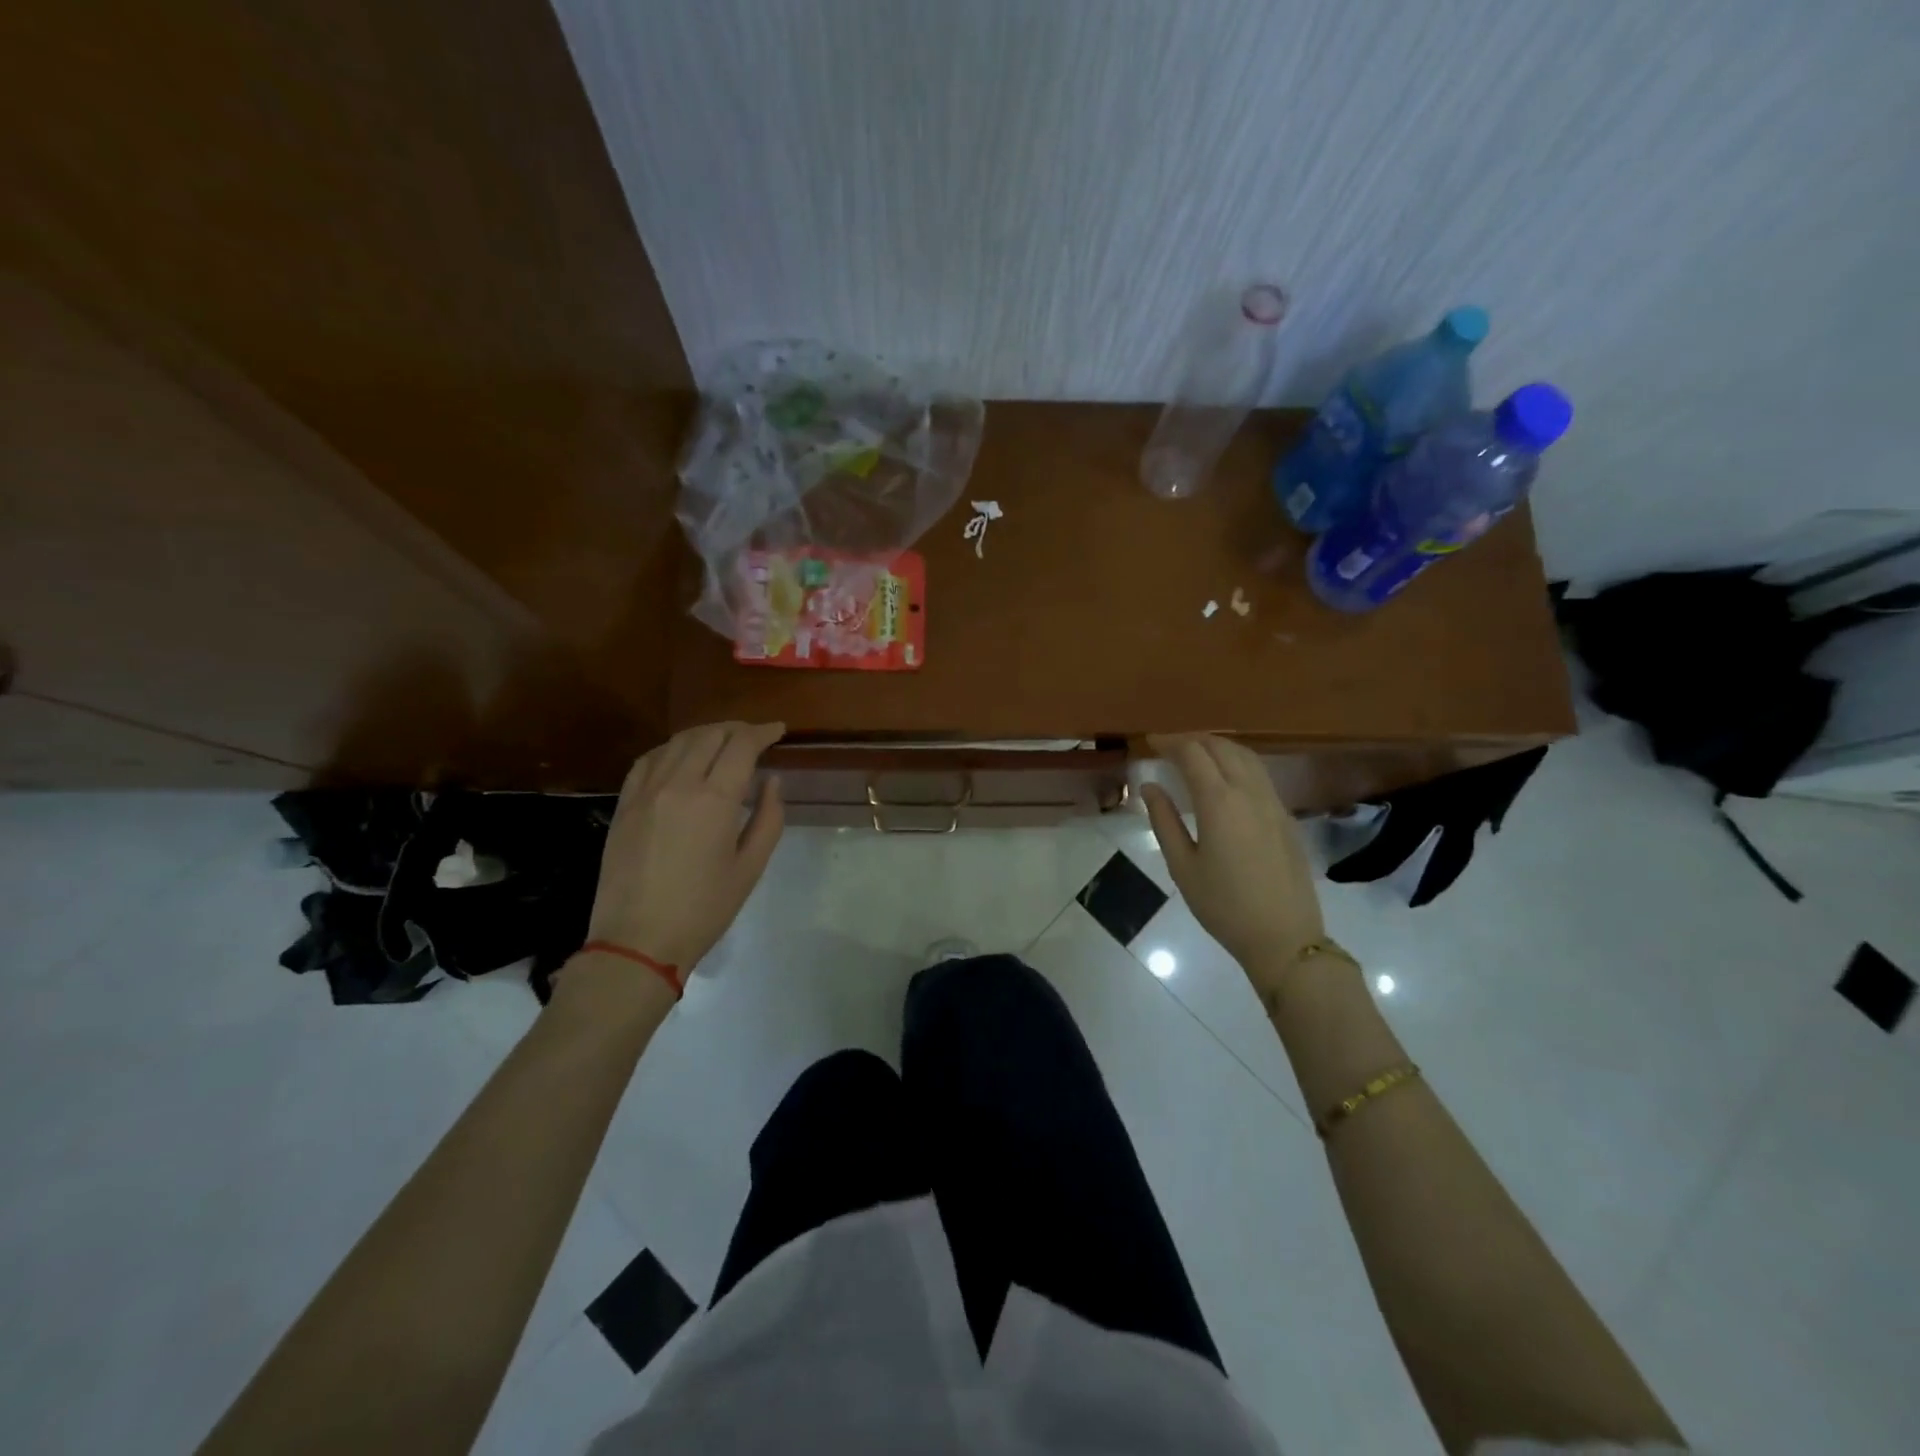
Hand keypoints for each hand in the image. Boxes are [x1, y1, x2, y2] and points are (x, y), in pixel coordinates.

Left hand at [584, 721, 786, 977]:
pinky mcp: (624, 804)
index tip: (779, 731)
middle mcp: (678, 784)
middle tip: (755, 736)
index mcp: (714, 800)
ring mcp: (645, 791)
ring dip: (705, 734)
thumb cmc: (703, 910)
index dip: (763, 732)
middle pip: (709, 735)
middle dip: (737, 729)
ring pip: (677, 741)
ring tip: (722, 741)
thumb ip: (768, 818)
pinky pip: (648, 760)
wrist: (637, 941)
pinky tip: (681, 756)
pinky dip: (671, 749)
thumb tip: (772, 781)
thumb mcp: (750, 867)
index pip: (742, 745)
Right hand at [1141, 734, 1324, 981]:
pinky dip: (1237, 763)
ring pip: (1246, 757)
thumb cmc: (1223, 906)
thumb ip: (1164, 821)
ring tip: (1195, 754)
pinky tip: (1225, 777)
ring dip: (1218, 747)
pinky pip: (1260, 774)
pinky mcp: (1286, 817)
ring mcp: (1273, 803)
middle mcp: (1249, 792)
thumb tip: (1150, 787)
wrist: (1284, 938)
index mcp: (1219, 802)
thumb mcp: (1182, 866)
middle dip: (1193, 740)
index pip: (1193, 754)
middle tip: (1168, 746)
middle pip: (1222, 748)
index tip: (1150, 741)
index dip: (1169, 742)